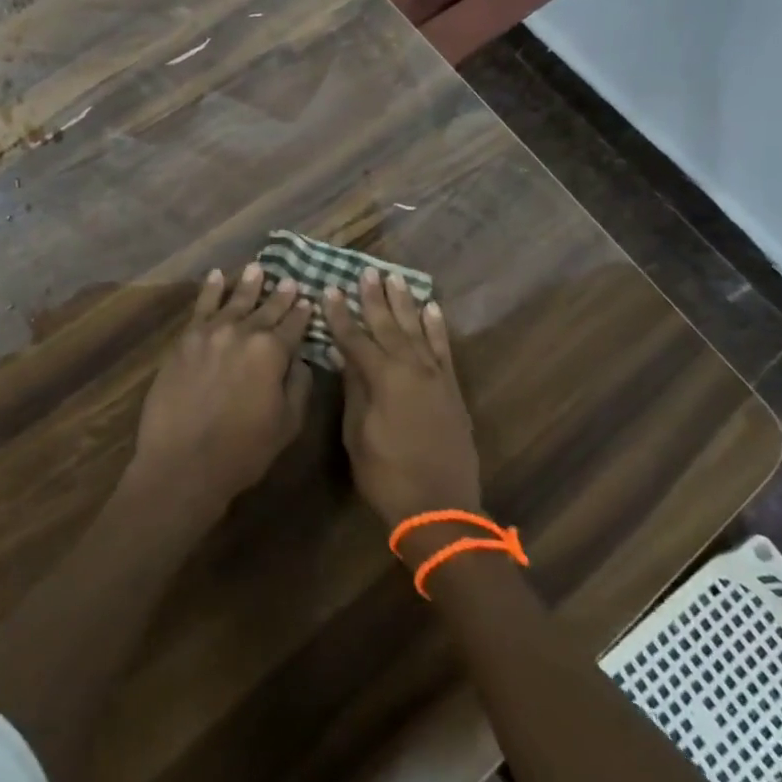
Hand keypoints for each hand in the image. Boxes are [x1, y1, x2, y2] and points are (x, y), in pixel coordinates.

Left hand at [126, 265, 313, 525]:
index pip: (294, 326)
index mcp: (272, 351)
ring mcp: (211, 332)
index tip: (308, 300)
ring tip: (257, 268)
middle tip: (289, 280)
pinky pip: (201, 307)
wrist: (182, 462)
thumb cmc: (243, 451)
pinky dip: (210, 289)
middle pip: (266, 309)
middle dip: (280, 296)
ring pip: (234, 301)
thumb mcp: (288, 424)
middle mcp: (243, 332)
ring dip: (248, 284)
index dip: (303, 313)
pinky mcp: (185, 340)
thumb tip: (300, 359)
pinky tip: (216, 276)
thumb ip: (299, 385)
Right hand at [326, 269, 481, 531]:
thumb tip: (345, 355)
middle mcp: (411, 368)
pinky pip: (443, 349)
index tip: (330, 289)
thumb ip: (354, 389)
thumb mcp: (358, 434)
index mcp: (384, 378)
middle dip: (374, 298)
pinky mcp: (452, 390)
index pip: (355, 338)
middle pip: (388, 326)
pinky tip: (431, 309)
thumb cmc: (387, 476)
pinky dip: (437, 327)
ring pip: (417, 330)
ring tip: (395, 279)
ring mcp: (435, 377)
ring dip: (405, 303)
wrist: (440, 510)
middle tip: (366, 272)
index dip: (341, 314)